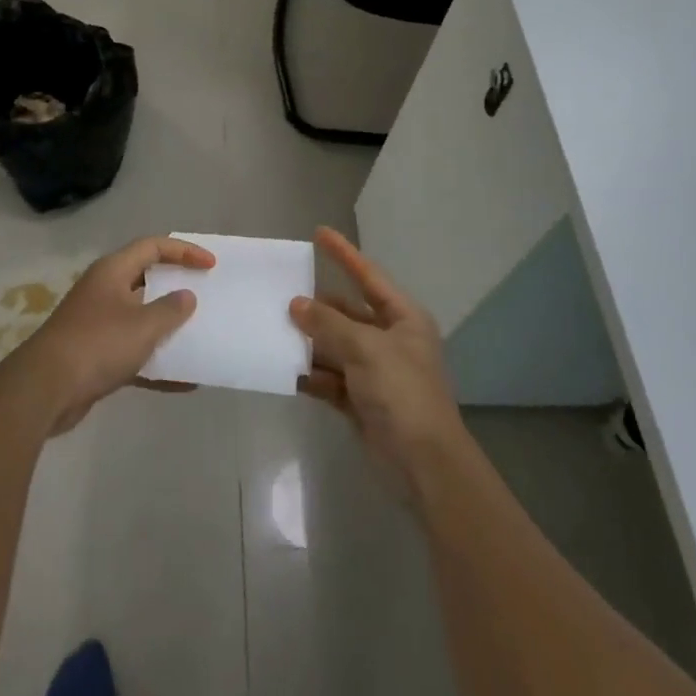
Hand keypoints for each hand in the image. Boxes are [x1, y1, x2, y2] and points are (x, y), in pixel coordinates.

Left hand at [6, 235, 214, 434]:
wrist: (45, 389)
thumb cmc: (97, 344)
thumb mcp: (142, 325)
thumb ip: (170, 310)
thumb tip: (186, 297)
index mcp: (113, 271)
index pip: (153, 247)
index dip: (184, 251)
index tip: (210, 265)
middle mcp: (105, 291)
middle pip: (147, 280)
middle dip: (176, 288)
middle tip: (205, 295)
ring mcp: (98, 324)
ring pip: (141, 318)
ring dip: (168, 328)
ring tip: (199, 335)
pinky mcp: (95, 355)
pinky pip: (134, 353)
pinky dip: (157, 363)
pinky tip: (184, 381)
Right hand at [292, 227, 464, 494]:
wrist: (423, 463)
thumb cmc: (402, 392)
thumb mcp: (365, 349)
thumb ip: (328, 323)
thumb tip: (295, 304)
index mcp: (402, 318)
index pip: (368, 276)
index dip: (344, 254)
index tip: (318, 232)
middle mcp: (389, 339)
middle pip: (346, 313)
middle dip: (316, 306)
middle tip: (279, 293)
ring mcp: (374, 371)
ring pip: (334, 346)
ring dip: (308, 341)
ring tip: (271, 329)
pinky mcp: (360, 400)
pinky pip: (329, 377)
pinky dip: (310, 374)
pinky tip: (283, 368)